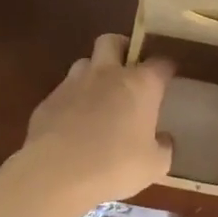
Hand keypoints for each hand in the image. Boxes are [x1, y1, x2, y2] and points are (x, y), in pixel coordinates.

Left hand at [20, 33, 172, 205]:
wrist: (55, 175)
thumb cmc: (114, 166)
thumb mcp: (153, 166)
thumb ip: (163, 148)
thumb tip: (164, 139)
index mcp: (139, 84)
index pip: (160, 62)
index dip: (166, 68)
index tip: (170, 76)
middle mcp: (106, 74)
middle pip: (112, 41)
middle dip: (122, 49)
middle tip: (129, 70)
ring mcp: (72, 84)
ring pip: (84, 63)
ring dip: (94, 73)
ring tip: (100, 98)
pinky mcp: (47, 101)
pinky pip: (64, 91)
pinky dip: (73, 100)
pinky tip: (74, 124)